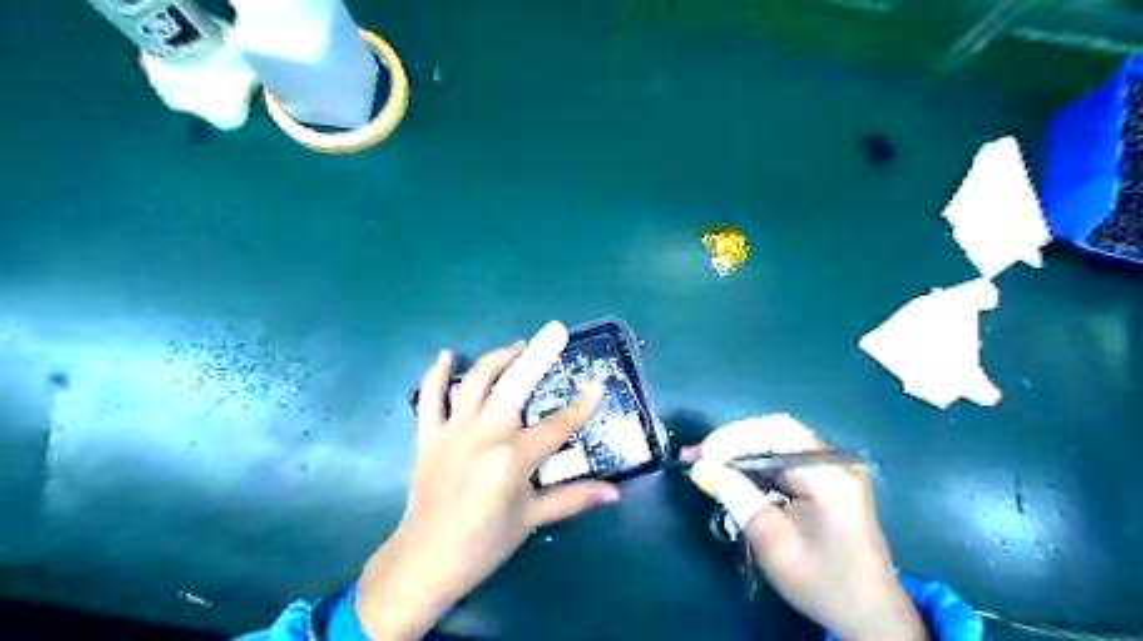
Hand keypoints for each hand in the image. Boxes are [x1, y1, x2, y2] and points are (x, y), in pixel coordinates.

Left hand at [358, 321, 621, 639]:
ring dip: (497, 358)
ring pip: (476, 381)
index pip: (556, 426)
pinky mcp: (428, 435)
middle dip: (537, 356)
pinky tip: (446, 356)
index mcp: (512, 458)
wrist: (424, 561)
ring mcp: (453, 431)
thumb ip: (573, 499)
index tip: (597, 385)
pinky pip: (430, 397)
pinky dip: (437, 374)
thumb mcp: (531, 519)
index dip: (580, 406)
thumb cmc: (483, 544)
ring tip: (516, 345)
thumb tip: (614, 493)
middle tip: (554, 332)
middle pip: (515, 386)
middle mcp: (484, 435)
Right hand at [681, 416, 922, 640]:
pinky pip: (784, 458)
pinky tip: (732, 473)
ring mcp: (834, 468)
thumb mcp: (773, 543)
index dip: (733, 438)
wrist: (872, 614)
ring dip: (740, 451)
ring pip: (777, 442)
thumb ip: (737, 498)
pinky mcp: (828, 479)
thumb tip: (701, 468)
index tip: (701, 455)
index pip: (775, 433)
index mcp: (828, 475)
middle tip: (697, 455)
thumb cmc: (823, 583)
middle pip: (775, 432)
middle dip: (732, 441)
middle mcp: (834, 461)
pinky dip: (755, 463)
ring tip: (706, 462)